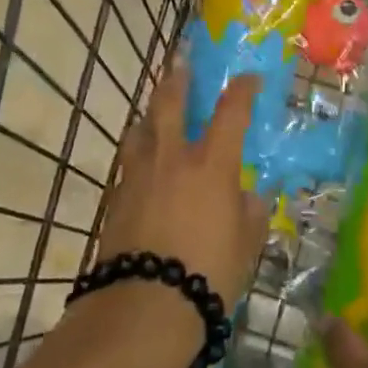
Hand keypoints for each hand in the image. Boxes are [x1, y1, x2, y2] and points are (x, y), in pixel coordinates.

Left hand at [95, 62, 268, 307]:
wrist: (144, 305)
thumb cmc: (208, 273)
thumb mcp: (245, 245)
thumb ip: (250, 214)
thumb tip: (250, 197)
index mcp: (212, 164)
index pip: (231, 112)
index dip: (242, 90)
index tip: (249, 78)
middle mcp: (173, 158)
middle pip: (171, 103)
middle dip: (179, 79)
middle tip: (182, 62)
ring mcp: (139, 175)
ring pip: (141, 128)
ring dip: (150, 114)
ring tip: (155, 114)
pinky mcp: (116, 198)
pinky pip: (128, 162)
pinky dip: (138, 152)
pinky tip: (142, 163)